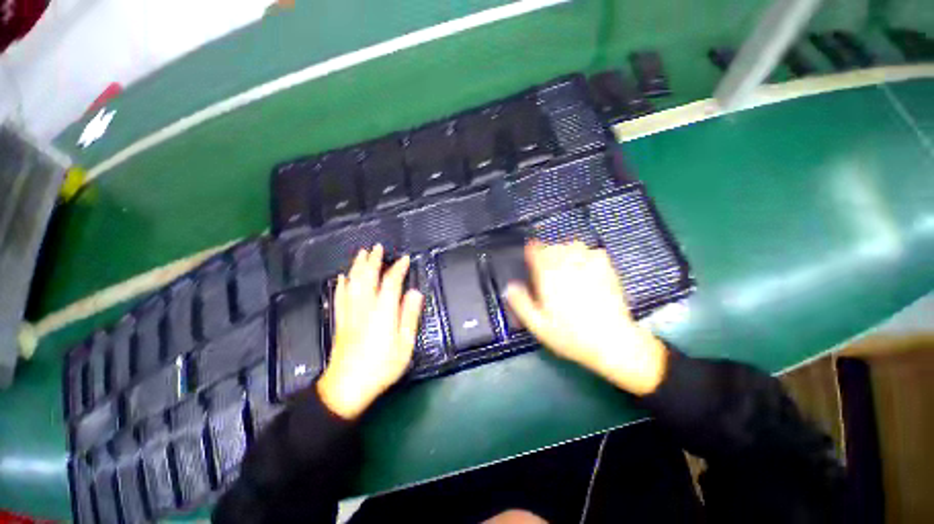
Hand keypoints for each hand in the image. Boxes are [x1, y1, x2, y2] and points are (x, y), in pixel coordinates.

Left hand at [317, 245, 423, 418]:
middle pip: (367, 277)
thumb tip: (415, 293)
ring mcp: (350, 313)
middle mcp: (365, 307)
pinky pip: (340, 297)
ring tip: (362, 254)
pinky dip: (342, 284)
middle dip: (373, 261)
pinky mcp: (341, 321)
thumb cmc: (381, 367)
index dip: (398, 269)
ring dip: (357, 266)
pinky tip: (342, 277)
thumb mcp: (404, 344)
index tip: (405, 259)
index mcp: (383, 312)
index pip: (391, 283)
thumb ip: (409, 316)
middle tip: (378, 247)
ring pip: (352, 283)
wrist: (347, 387)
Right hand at [505, 241, 667, 395]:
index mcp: (549, 276)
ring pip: (573, 245)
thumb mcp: (538, 325)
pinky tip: (586, 266)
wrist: (612, 342)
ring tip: (564, 264)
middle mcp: (568, 266)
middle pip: (553, 246)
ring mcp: (589, 265)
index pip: (536, 252)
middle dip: (546, 252)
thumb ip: (521, 304)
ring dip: (565, 250)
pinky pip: (593, 251)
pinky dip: (587, 254)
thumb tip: (510, 287)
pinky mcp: (607, 269)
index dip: (531, 250)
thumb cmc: (571, 336)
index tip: (529, 254)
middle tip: (546, 265)